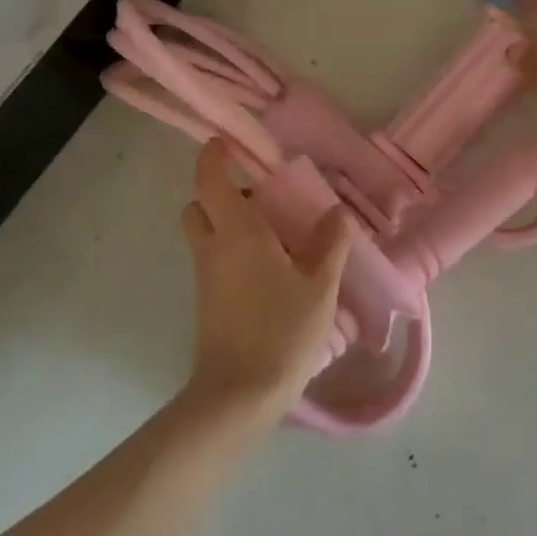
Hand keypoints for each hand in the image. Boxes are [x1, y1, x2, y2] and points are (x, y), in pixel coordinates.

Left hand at [180, 139, 352, 419]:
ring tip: (272, 237)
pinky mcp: (206, 299)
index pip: (210, 178)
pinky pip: (212, 258)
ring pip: (204, 232)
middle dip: (220, 192)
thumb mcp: (319, 286)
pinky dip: (229, 250)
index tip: (225, 143)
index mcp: (238, 231)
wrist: (239, 393)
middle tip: (260, 199)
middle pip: (199, 204)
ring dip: (225, 222)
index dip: (213, 155)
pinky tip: (268, 270)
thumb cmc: (282, 330)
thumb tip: (337, 212)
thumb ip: (330, 244)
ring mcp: (205, 275)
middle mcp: (213, 246)